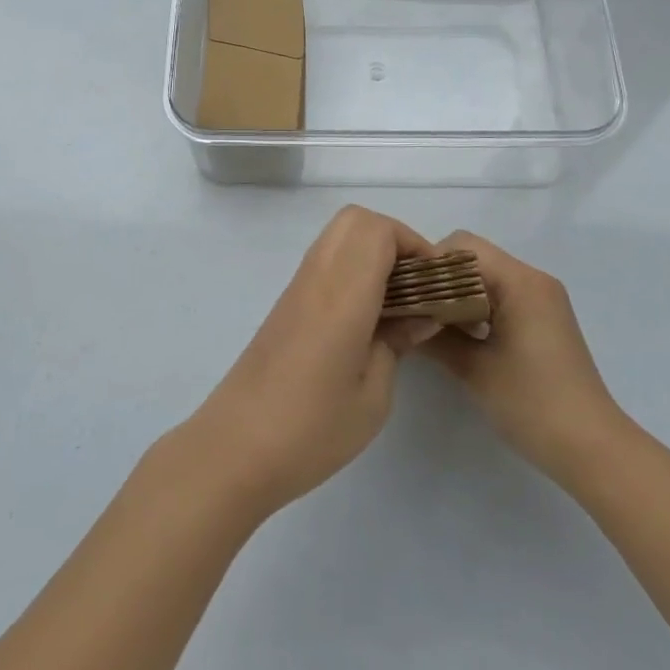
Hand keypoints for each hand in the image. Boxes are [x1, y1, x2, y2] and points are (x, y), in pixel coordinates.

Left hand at [183, 206, 441, 518]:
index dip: (414, 245)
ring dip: (371, 253)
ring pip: (338, 237)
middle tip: (415, 286)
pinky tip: (365, 318)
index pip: (378, 230)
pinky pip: (324, 263)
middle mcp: (317, 277)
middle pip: (355, 220)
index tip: (435, 284)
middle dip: (394, 240)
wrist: (234, 448)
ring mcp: (297, 288)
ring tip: (396, 303)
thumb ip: (398, 342)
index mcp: (341, 294)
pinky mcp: (286, 304)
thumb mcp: (373, 395)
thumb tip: (421, 315)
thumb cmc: (311, 429)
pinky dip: (351, 270)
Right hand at [423, 231, 632, 494]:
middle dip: (441, 279)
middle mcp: (534, 280)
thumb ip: (435, 336)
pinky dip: (476, 307)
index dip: (430, 265)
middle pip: (474, 258)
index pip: (463, 247)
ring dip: (457, 294)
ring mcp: (541, 300)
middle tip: (413, 308)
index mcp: (520, 282)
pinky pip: (500, 296)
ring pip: (486, 278)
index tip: (406, 293)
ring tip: (429, 323)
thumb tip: (401, 316)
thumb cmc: (533, 404)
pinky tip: (458, 336)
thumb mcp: (474, 369)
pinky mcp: (543, 320)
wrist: (592, 449)